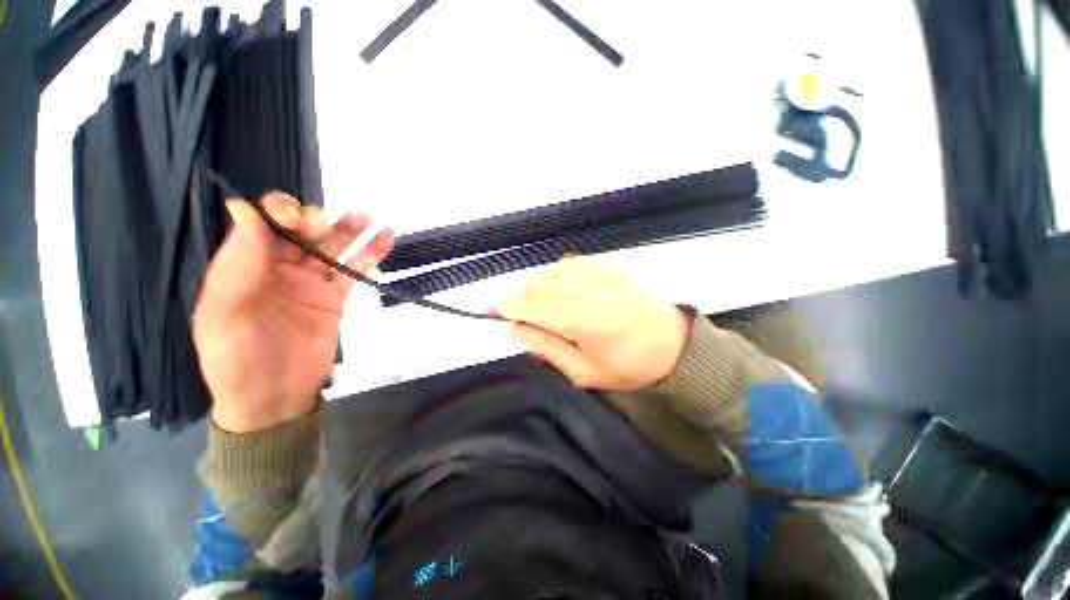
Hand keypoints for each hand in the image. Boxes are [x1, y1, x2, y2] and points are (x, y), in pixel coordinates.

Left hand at [193, 193, 393, 432]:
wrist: (274, 396)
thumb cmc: (237, 358)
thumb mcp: (226, 312)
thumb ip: (239, 264)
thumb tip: (245, 210)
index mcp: (243, 265)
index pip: (260, 224)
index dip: (276, 212)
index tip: (292, 218)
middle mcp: (277, 268)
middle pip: (299, 231)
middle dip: (313, 220)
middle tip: (322, 225)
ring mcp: (310, 282)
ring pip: (331, 247)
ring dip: (348, 229)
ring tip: (365, 215)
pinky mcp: (335, 297)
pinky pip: (354, 271)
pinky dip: (371, 254)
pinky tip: (386, 236)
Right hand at [498, 256, 689, 390]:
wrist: (674, 344)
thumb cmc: (629, 366)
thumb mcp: (583, 372)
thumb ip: (544, 347)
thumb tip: (510, 329)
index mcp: (590, 320)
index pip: (536, 304)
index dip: (508, 305)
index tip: (487, 310)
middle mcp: (596, 288)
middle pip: (542, 283)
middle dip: (523, 298)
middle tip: (522, 316)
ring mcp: (606, 271)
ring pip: (554, 269)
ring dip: (540, 286)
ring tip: (544, 306)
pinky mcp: (613, 263)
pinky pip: (572, 263)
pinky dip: (558, 276)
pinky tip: (564, 291)